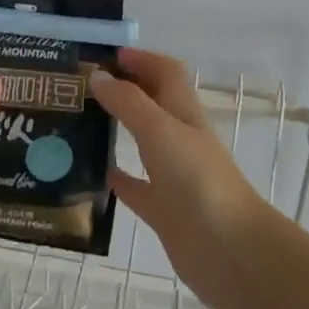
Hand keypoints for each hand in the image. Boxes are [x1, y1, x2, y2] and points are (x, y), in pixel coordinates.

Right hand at [90, 48, 275, 308]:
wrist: (231, 252)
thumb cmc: (198, 180)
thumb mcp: (161, 131)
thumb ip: (129, 103)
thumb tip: (98, 76)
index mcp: (184, 112)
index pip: (165, 72)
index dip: (142, 59)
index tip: (107, 56)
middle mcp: (179, 138)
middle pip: (151, 104)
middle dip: (123, 90)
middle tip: (81, 87)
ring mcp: (172, 175)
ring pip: (140, 143)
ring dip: (115, 130)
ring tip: (76, 124)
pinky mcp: (164, 210)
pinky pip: (134, 187)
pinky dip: (115, 178)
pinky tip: (88, 175)